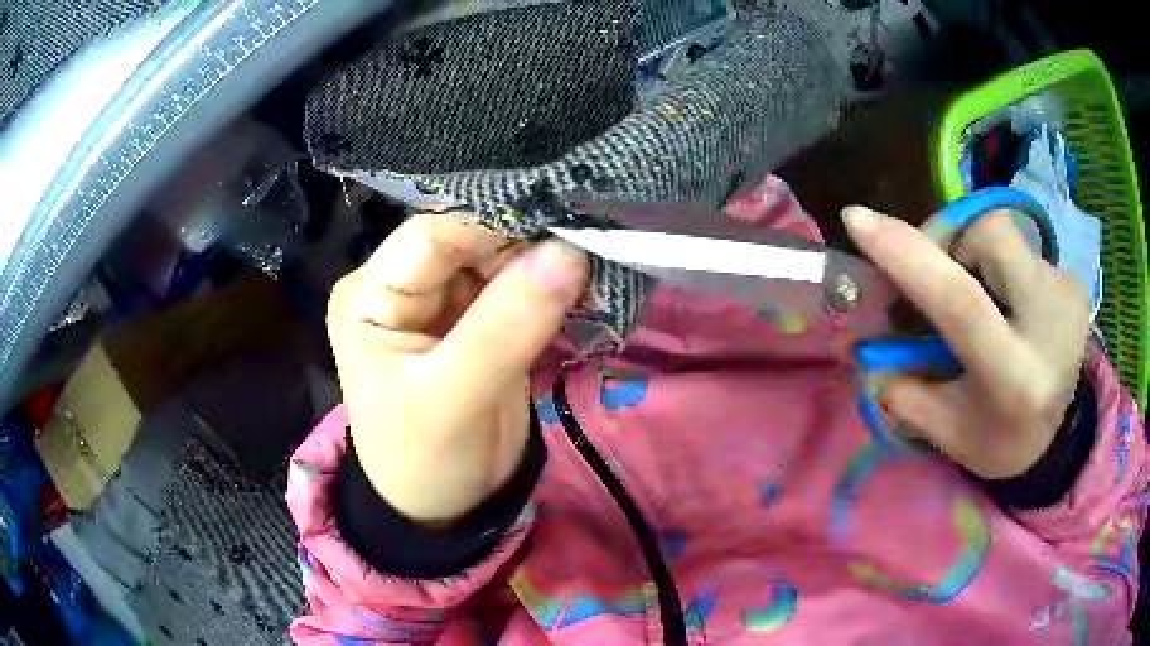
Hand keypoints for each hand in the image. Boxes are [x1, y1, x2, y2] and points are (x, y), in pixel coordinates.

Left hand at [327, 215, 587, 522]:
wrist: (443, 508)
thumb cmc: (423, 461)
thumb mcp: (453, 400)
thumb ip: (504, 328)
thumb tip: (567, 253)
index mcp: (371, 294)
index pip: (433, 234)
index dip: (495, 224)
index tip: (562, 226)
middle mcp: (403, 285)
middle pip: (470, 239)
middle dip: (527, 241)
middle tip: (589, 241)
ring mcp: (443, 301)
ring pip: (500, 259)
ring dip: (546, 261)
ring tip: (595, 260)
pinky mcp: (477, 320)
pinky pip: (518, 288)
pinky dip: (552, 287)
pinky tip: (585, 285)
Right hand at [844, 206, 1089, 478]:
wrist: (1061, 437)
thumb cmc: (1000, 440)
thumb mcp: (946, 431)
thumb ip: (903, 389)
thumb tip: (864, 343)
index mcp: (1014, 379)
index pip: (960, 302)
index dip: (908, 256)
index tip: (857, 219)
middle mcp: (1049, 324)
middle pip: (987, 236)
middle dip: (949, 243)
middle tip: (938, 277)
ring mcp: (1067, 294)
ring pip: (1002, 232)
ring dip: (974, 254)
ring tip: (979, 297)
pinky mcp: (1074, 280)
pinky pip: (1020, 247)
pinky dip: (999, 265)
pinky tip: (1008, 305)